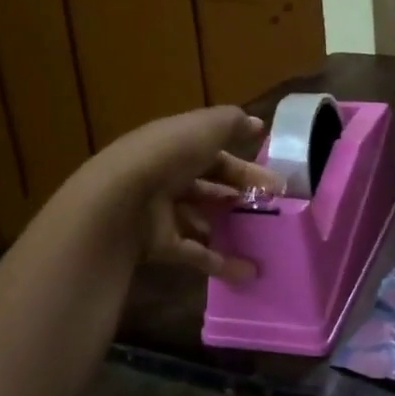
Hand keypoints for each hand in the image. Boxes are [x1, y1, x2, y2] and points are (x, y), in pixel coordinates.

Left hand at [89, 107, 281, 281]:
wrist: (120, 201)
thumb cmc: (167, 156)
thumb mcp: (204, 128)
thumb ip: (232, 123)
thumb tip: (258, 123)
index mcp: (174, 146)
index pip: (213, 153)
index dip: (243, 164)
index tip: (274, 178)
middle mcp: (166, 177)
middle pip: (209, 185)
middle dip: (240, 194)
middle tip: (273, 206)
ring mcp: (161, 213)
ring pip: (201, 218)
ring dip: (228, 226)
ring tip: (261, 235)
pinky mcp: (160, 245)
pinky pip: (196, 253)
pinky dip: (221, 263)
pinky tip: (249, 272)